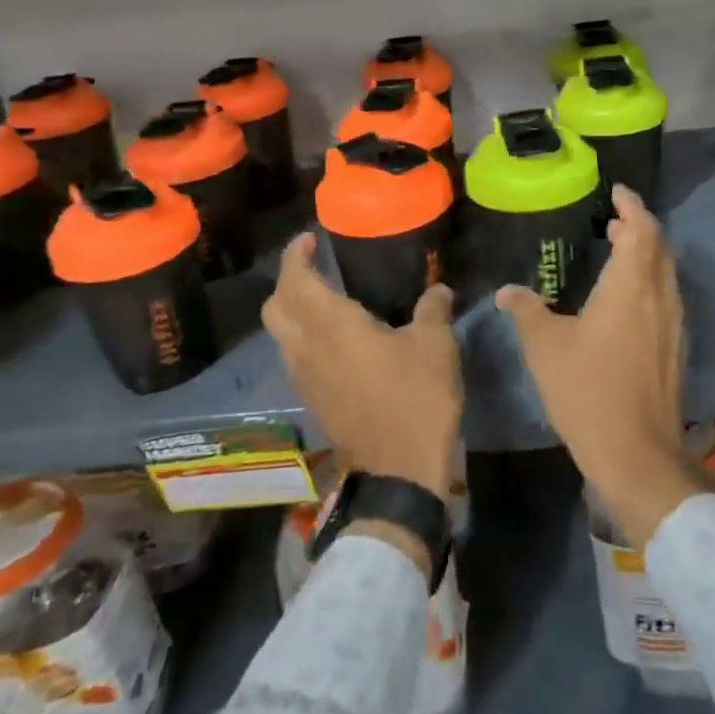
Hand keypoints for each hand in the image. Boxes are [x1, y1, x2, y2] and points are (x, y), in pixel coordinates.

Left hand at [262, 233, 459, 500]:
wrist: (399, 473)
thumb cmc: (416, 399)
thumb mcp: (435, 347)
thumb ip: (433, 310)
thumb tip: (438, 289)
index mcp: (331, 326)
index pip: (295, 281)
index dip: (295, 256)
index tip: (310, 240)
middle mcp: (307, 349)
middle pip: (275, 307)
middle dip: (289, 282)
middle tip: (315, 268)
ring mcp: (305, 379)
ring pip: (282, 335)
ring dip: (294, 312)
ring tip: (327, 301)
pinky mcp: (313, 401)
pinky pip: (296, 358)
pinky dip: (305, 338)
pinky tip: (337, 341)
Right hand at [496, 186, 709, 546]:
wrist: (636, 452)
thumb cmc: (587, 390)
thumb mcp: (545, 347)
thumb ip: (526, 311)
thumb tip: (508, 290)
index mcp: (630, 286)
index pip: (641, 229)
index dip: (632, 206)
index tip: (617, 192)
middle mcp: (659, 297)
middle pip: (659, 247)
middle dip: (639, 228)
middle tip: (612, 222)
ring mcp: (673, 324)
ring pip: (666, 273)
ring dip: (647, 255)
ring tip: (619, 252)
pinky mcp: (676, 348)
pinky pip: (668, 298)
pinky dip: (650, 282)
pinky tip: (628, 300)